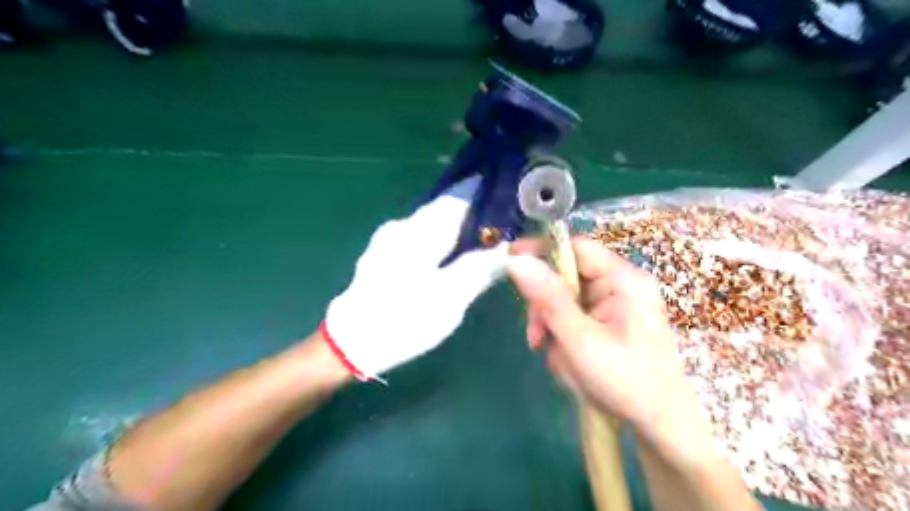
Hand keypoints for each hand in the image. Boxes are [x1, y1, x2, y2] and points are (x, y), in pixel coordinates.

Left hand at [324, 178, 507, 381]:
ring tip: (477, 255)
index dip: (483, 204)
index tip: (506, 216)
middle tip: (497, 242)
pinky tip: (448, 267)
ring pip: (431, 228)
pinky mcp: (382, 257)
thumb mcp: (449, 298)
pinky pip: (419, 242)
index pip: (456, 200)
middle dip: (470, 223)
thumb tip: (503, 247)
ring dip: (455, 236)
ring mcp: (388, 241)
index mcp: (418, 231)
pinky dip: (439, 248)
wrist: (350, 344)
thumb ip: (478, 268)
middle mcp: (401, 227)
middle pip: (443, 214)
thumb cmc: (403, 319)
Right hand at [509, 237, 713, 448]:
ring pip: (566, 299)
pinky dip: (563, 335)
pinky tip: (565, 358)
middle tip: (535, 336)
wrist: (660, 425)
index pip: (576, 247)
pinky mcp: (610, 321)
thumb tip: (516, 261)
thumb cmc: (626, 381)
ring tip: (554, 355)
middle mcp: (621, 285)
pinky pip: (575, 316)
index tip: (509, 260)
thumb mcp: (580, 340)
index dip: (541, 250)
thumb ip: (548, 299)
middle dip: (546, 306)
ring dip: (552, 325)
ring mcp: (616, 304)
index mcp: (623, 280)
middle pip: (567, 276)